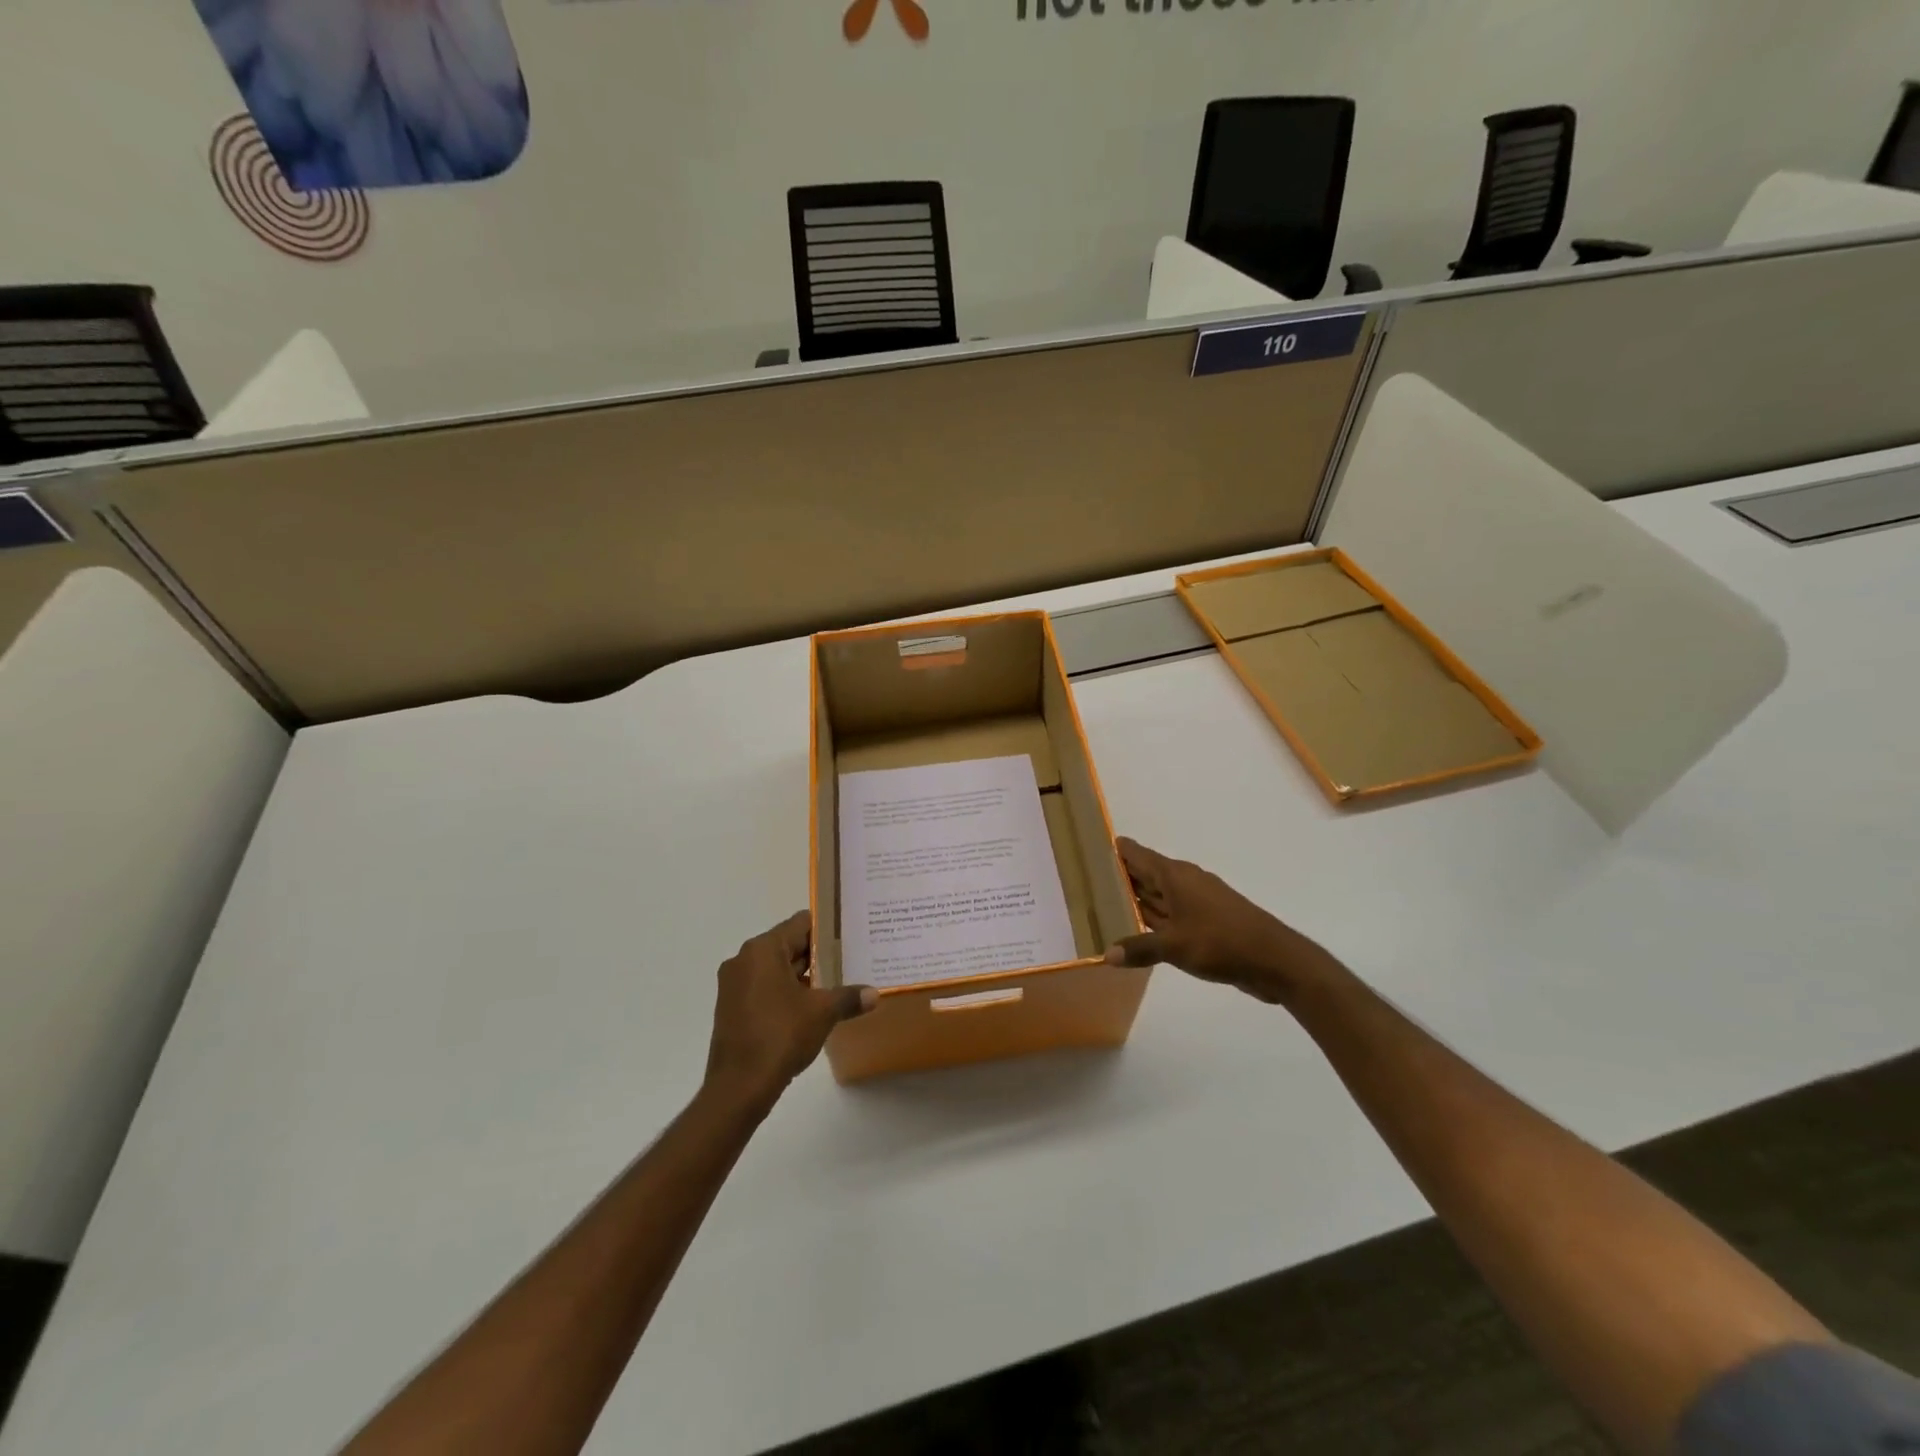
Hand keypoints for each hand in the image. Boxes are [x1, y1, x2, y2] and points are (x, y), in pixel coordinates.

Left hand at [704, 912, 875, 1110]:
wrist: (739, 1087)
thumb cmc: (781, 1036)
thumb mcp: (823, 1012)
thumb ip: (849, 997)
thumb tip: (874, 994)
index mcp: (763, 950)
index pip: (800, 924)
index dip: (827, 928)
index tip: (849, 936)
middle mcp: (744, 960)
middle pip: (787, 945)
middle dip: (817, 954)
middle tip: (849, 960)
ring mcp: (734, 985)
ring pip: (776, 969)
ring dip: (803, 975)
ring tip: (836, 983)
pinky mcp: (732, 1008)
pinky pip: (764, 988)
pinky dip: (786, 992)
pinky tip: (811, 1007)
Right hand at [1103, 838, 1320, 1002]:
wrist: (1275, 959)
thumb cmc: (1221, 942)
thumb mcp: (1175, 946)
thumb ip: (1140, 948)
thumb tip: (1106, 954)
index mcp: (1174, 875)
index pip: (1136, 854)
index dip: (1114, 849)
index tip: (1087, 848)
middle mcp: (1184, 881)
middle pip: (1145, 873)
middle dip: (1119, 876)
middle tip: (1085, 879)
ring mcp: (1197, 901)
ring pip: (1158, 895)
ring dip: (1136, 899)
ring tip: (1102, 903)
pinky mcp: (1206, 921)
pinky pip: (1171, 913)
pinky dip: (1153, 918)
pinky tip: (1138, 930)